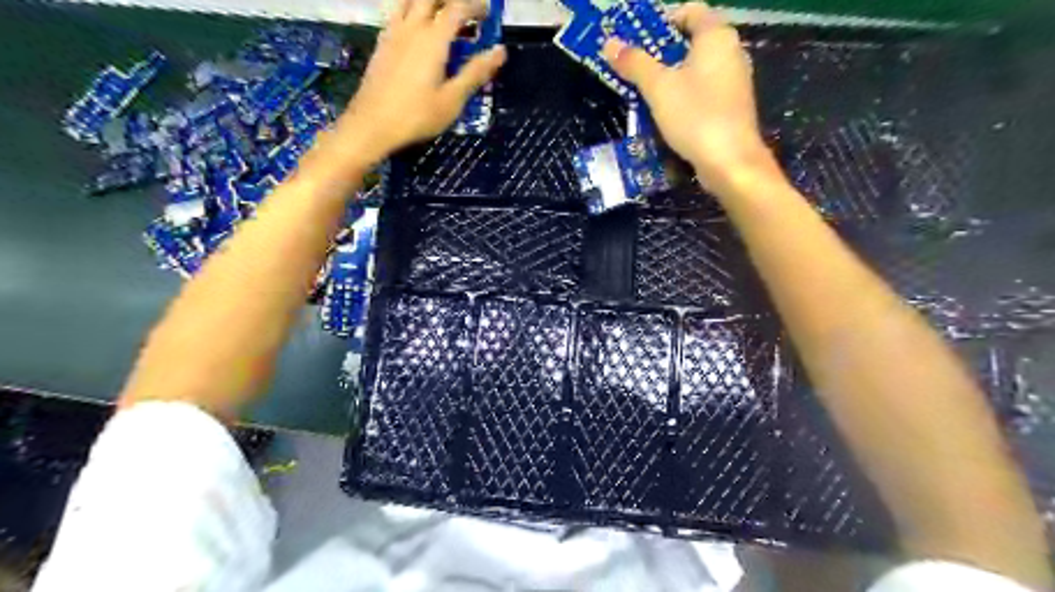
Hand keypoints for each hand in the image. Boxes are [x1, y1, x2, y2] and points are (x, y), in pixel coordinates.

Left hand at [336, 1, 502, 164]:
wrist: (372, 124)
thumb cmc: (417, 115)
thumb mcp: (452, 100)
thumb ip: (475, 72)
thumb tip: (500, 51)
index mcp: (433, 39)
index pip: (457, 8)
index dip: (475, 6)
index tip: (488, 13)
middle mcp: (412, 28)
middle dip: (452, 1)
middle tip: (467, 13)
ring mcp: (393, 33)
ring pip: (410, 0)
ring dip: (429, 3)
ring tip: (441, 15)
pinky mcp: (382, 44)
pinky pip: (397, 13)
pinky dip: (411, 10)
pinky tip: (417, 29)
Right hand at [601, 3, 781, 194]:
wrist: (730, 161)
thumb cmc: (695, 116)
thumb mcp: (658, 88)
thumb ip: (635, 64)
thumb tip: (610, 43)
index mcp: (717, 37)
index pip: (691, 10)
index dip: (663, 20)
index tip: (640, 40)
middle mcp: (731, 52)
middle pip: (692, 41)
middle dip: (661, 54)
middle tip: (635, 69)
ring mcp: (734, 81)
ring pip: (696, 70)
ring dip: (670, 79)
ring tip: (644, 95)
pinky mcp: (732, 107)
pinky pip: (703, 92)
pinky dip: (684, 97)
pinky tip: (666, 116)